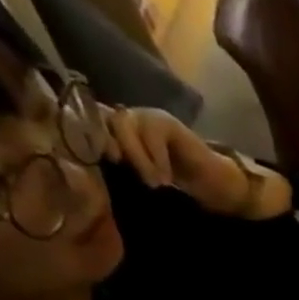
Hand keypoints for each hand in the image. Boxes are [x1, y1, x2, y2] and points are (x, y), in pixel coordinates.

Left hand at [104, 106, 257, 213]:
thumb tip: (94, 168)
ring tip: (155, 182)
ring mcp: (146, 117)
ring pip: (126, 124)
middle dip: (116, 147)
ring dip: (138, 156)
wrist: (209, 181)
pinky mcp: (166, 122)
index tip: (107, 160)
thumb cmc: (171, 182)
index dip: (90, 135)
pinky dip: (157, 156)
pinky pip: (153, 132)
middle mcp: (126, 117)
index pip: (89, 121)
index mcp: (113, 129)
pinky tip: (166, 177)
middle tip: (132, 173)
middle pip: (105, 120)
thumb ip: (119, 164)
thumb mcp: (137, 174)